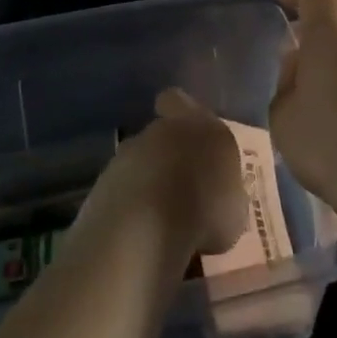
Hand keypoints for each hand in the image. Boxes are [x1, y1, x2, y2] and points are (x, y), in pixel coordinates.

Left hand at [82, 88, 247, 256]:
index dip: (179, 112)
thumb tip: (221, 198)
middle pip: (159, 135)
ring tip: (163, 223)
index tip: (187, 134)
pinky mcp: (102, 186)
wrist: (144, 227)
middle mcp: (158, 130)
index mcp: (196, 124)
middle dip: (168, 158)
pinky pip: (121, 193)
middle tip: (182, 191)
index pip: (177, 100)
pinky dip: (130, 209)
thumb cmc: (204, 208)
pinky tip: (141, 237)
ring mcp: (126, 156)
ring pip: (139, 163)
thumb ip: (226, 192)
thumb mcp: (234, 207)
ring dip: (147, 184)